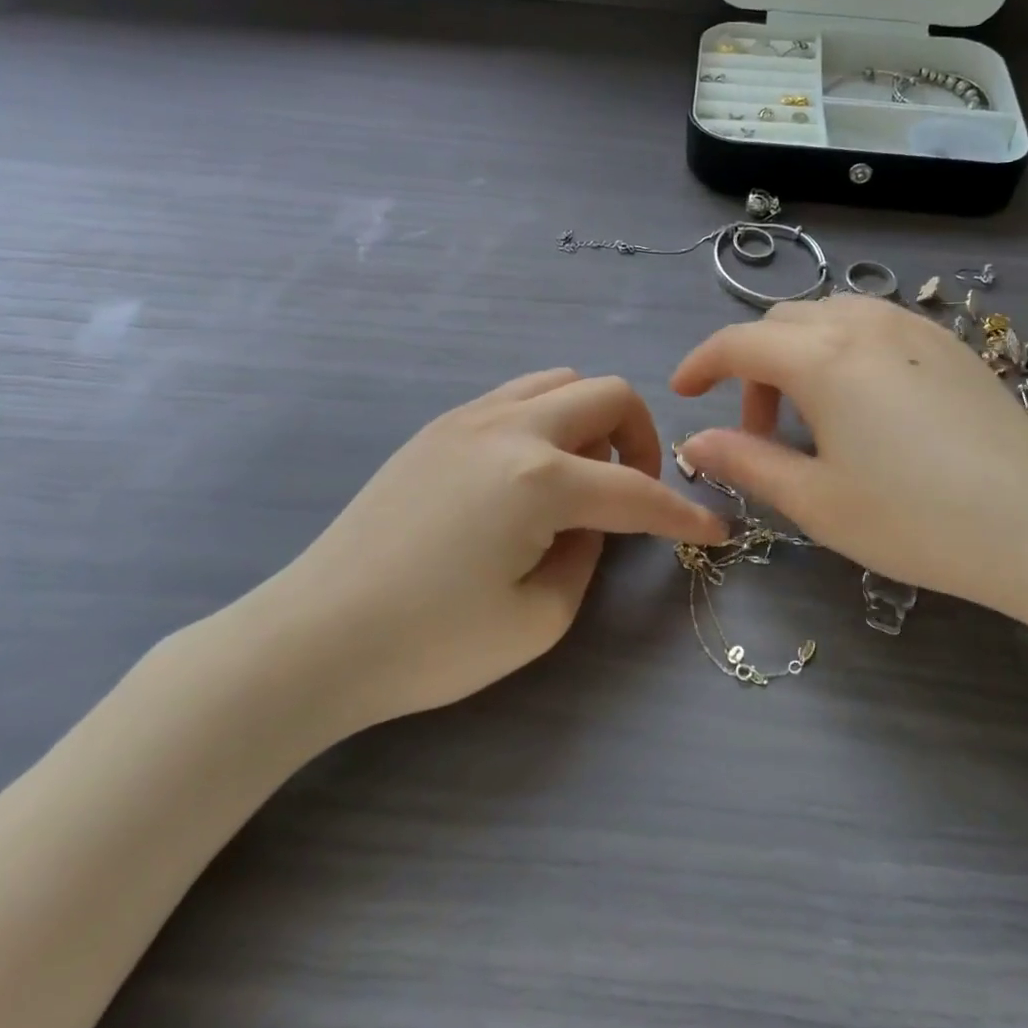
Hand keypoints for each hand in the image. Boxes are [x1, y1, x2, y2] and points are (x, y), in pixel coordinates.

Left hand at [225, 369, 727, 738]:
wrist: (312, 637)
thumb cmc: (429, 645)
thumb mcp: (537, 619)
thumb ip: (585, 557)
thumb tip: (589, 525)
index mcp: (540, 480)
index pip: (636, 491)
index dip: (684, 515)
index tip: (715, 530)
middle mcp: (510, 429)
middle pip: (607, 396)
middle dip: (642, 439)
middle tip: (635, 491)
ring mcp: (468, 419)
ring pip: (560, 382)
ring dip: (592, 420)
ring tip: (583, 476)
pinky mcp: (437, 428)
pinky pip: (515, 397)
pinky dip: (548, 419)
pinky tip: (532, 472)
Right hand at [670, 296, 1027, 627]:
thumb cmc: (916, 520)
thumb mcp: (816, 500)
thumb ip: (746, 462)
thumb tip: (696, 440)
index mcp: (824, 358)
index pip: (739, 342)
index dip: (700, 363)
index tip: (681, 391)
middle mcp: (865, 323)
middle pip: (781, 324)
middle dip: (753, 368)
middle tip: (758, 430)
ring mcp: (913, 326)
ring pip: (829, 317)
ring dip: (798, 356)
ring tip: (810, 417)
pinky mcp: (948, 343)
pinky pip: (873, 325)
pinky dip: (842, 350)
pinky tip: (861, 404)